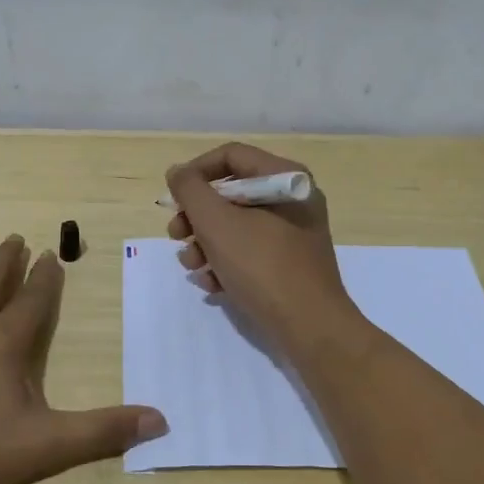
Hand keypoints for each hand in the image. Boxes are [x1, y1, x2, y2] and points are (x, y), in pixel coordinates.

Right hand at [165, 142, 356, 351]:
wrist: (310, 327)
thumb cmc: (262, 266)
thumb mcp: (217, 223)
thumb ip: (190, 191)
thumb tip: (177, 172)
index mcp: (284, 178)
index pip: (230, 156)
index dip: (195, 172)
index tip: (173, 197)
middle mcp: (291, 199)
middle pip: (230, 193)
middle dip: (196, 216)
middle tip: (176, 235)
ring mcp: (292, 234)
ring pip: (235, 226)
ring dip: (205, 244)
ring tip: (192, 267)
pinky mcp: (288, 264)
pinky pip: (249, 252)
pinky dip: (226, 264)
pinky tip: (212, 285)